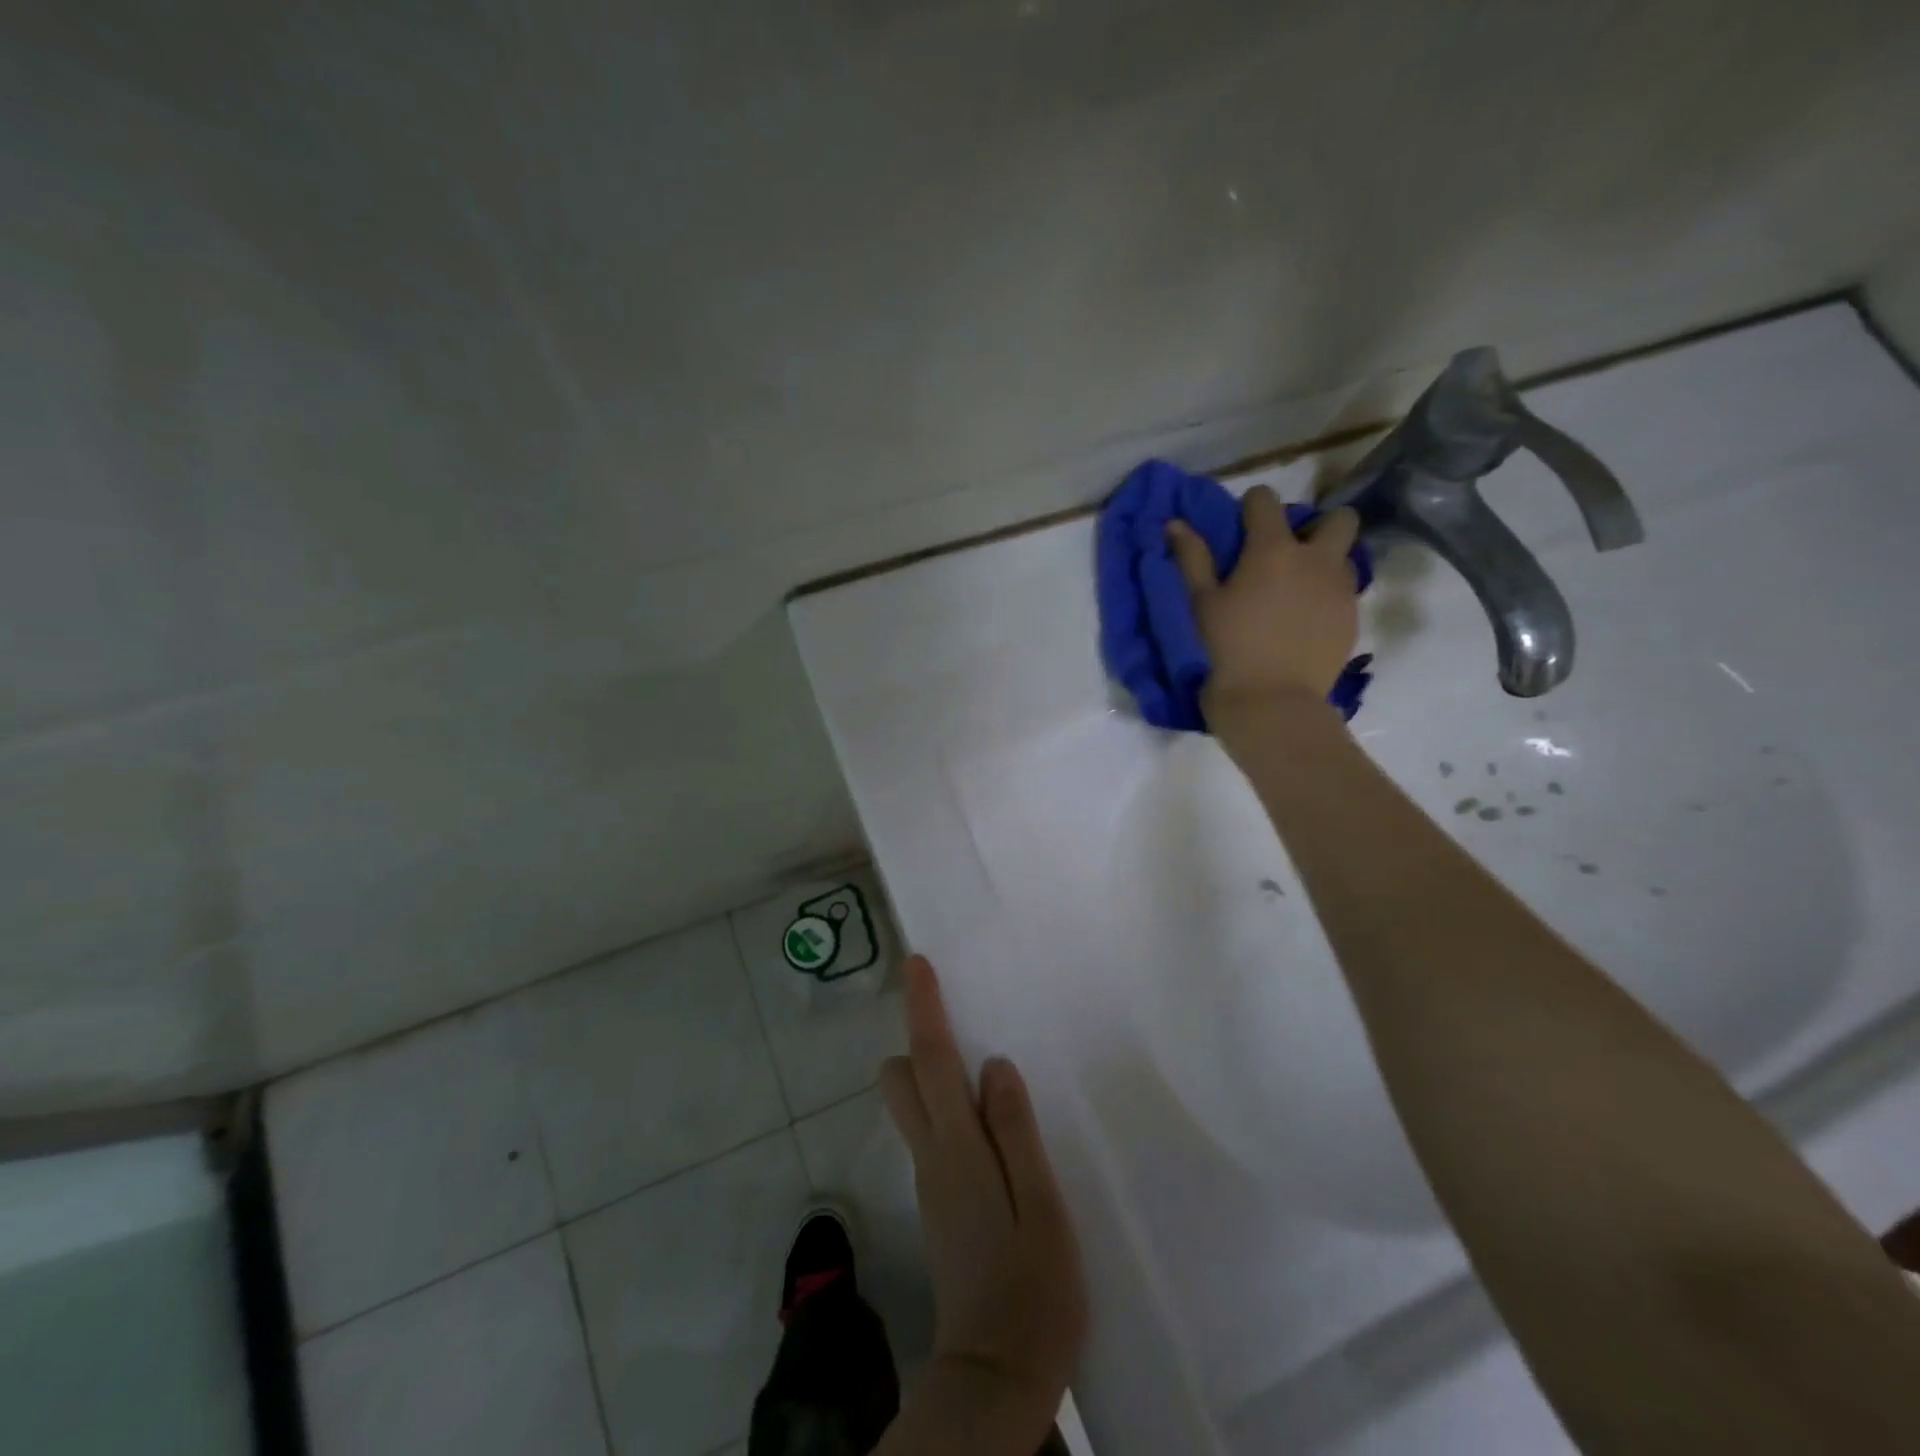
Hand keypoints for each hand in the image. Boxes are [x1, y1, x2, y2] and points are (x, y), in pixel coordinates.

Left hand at [880, 955, 1086, 1437]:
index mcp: (958, 1149)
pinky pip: (933, 1132)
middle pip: (901, 1079)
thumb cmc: (1031, 1290)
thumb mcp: (1041, 1208)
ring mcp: (931, 1181)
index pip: (930, 1062)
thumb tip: (994, 1065)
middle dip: (918, 1041)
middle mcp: (932, 1157)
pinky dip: (949, 1107)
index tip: (917, 963)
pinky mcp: (939, 1202)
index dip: (924, 1009)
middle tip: (960, 1018)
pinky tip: (990, 1119)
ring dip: (933, 1072)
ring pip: (914, 1105)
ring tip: (984, 1061)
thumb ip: (1017, 1133)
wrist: (994, 1377)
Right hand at [1166, 485, 1360, 717]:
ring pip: (1346, 555)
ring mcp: (1341, 589)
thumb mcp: (1201, 604)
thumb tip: (1176, 522)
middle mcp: (1316, 559)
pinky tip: (1304, 621)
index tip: (1241, 526)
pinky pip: (1345, 592)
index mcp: (1273, 549)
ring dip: (1325, 561)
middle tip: (1288, 553)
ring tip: (1298, 588)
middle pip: (1338, 518)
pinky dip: (1327, 595)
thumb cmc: (1226, 650)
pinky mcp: (1352, 619)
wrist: (1271, 704)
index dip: (1252, 506)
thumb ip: (1192, 558)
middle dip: (1315, 525)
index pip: (1267, 500)